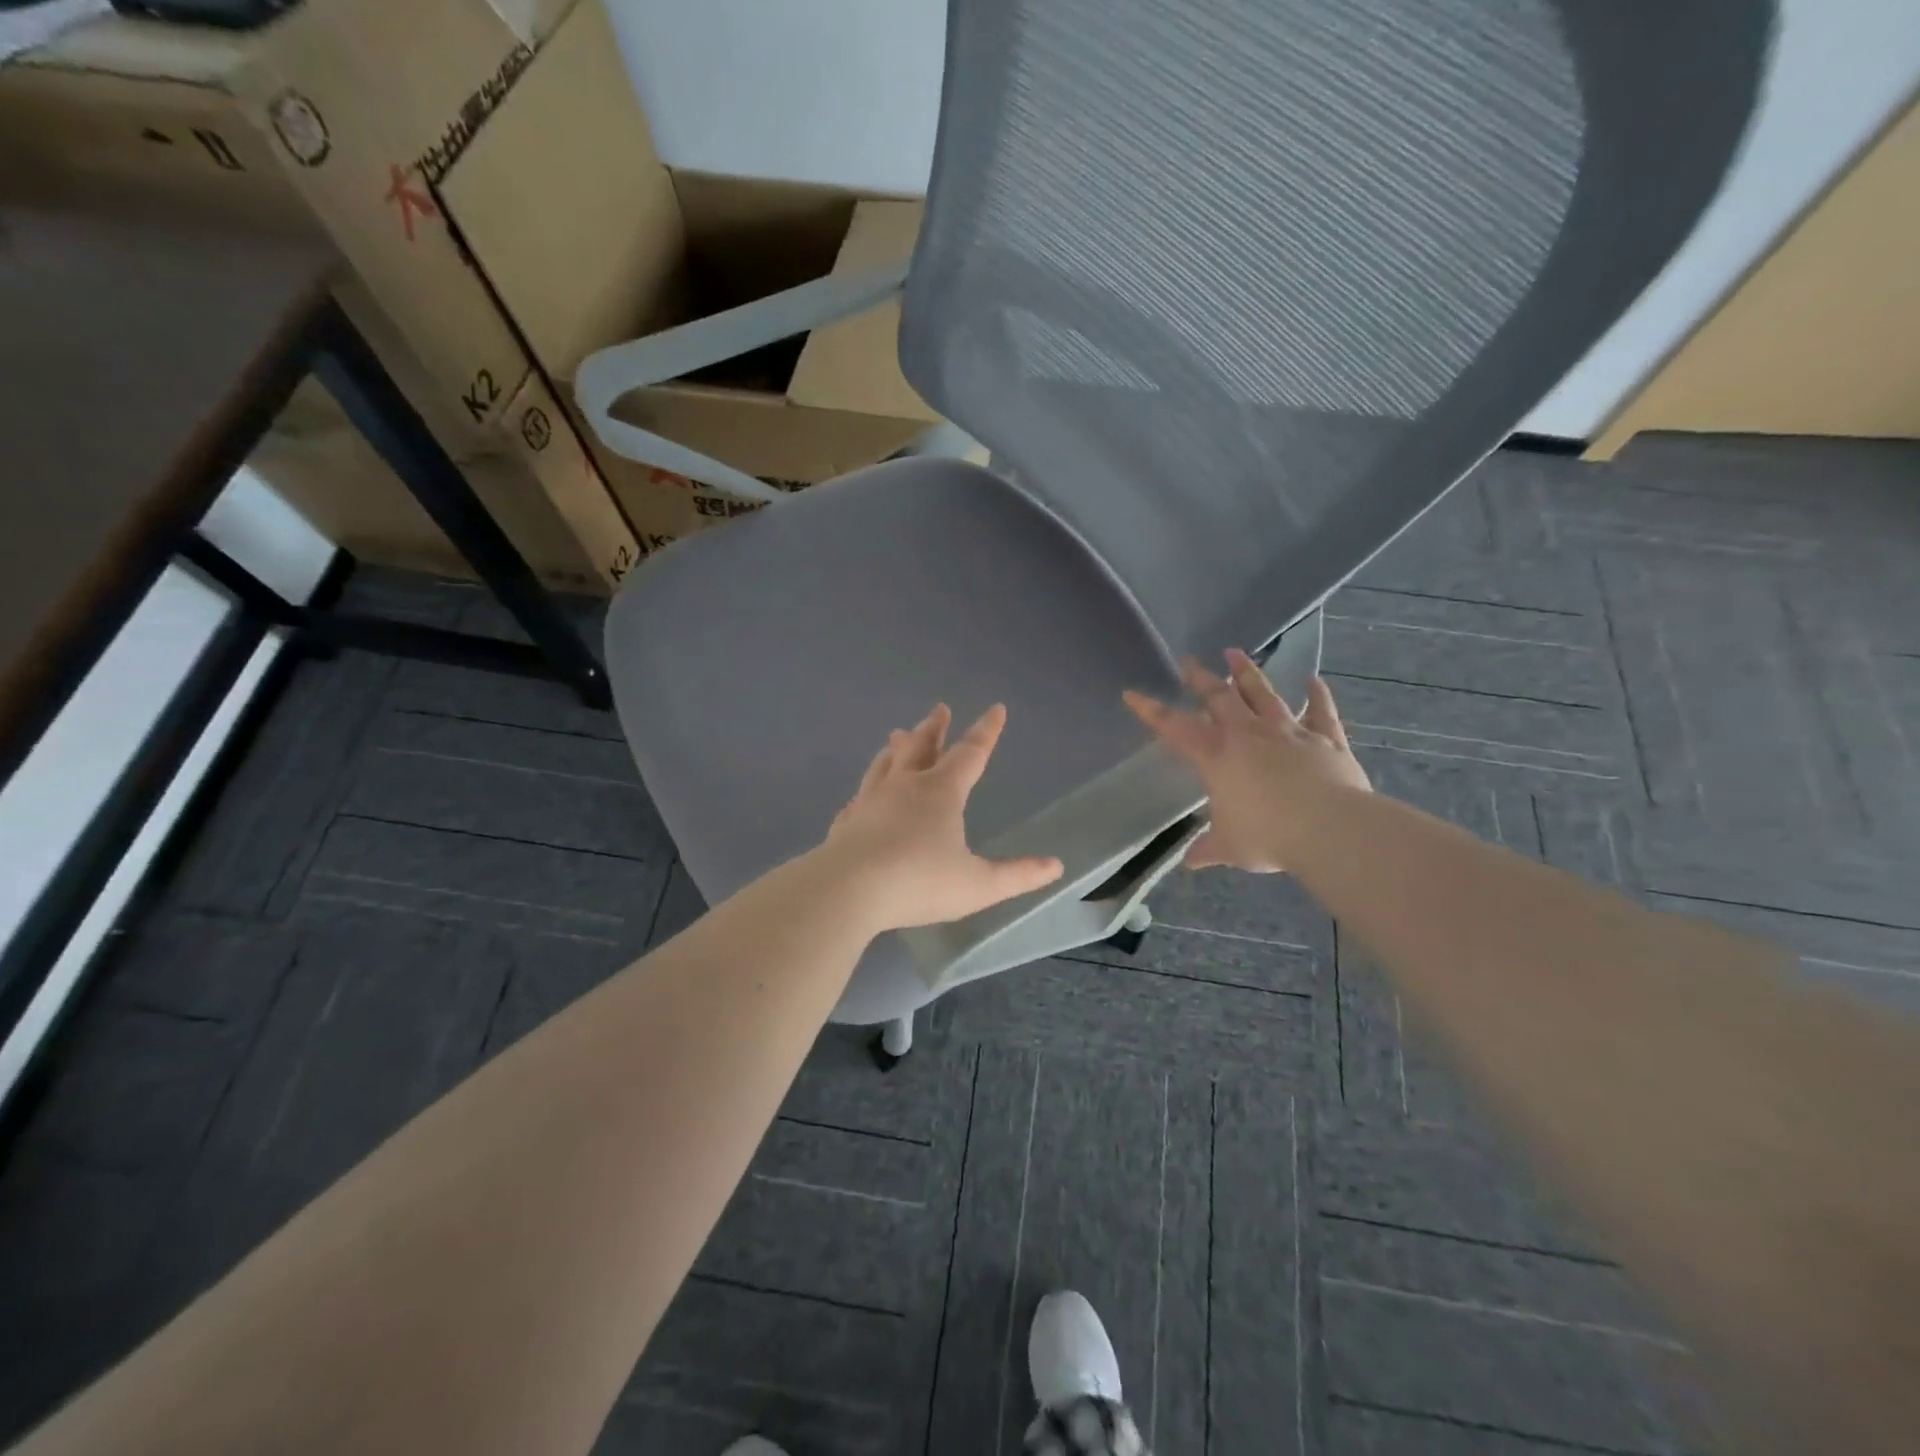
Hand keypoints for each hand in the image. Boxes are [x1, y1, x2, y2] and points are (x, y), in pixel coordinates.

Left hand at [821, 703, 1064, 930]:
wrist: (846, 890)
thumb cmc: (918, 882)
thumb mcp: (978, 885)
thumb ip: (1017, 875)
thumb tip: (1055, 866)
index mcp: (940, 792)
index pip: (970, 753)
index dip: (986, 731)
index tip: (996, 708)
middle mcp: (905, 786)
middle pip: (921, 747)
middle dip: (934, 728)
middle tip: (939, 709)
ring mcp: (871, 801)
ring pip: (886, 764)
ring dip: (897, 748)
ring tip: (896, 736)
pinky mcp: (846, 822)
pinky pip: (860, 796)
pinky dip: (868, 787)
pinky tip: (863, 794)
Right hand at [1125, 650, 1369, 872]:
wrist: (1330, 829)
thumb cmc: (1268, 837)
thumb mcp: (1230, 847)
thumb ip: (1208, 849)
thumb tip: (1190, 863)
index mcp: (1217, 757)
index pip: (1175, 728)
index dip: (1151, 711)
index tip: (1132, 693)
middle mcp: (1248, 735)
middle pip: (1220, 697)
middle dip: (1201, 678)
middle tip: (1189, 662)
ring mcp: (1289, 732)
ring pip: (1264, 694)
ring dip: (1248, 673)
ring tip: (1235, 653)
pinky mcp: (1325, 739)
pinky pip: (1321, 711)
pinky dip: (1317, 695)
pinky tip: (1314, 680)